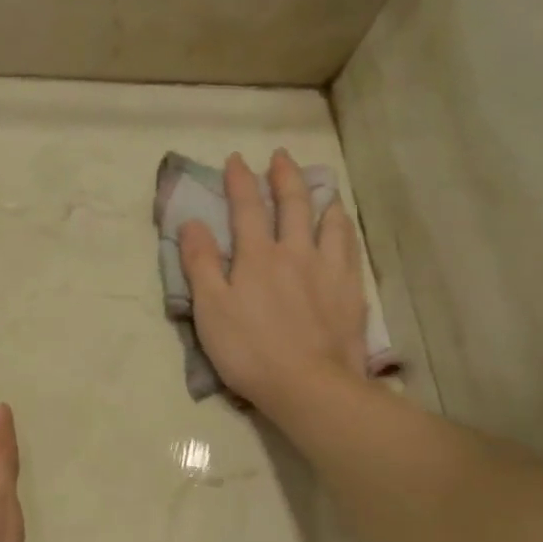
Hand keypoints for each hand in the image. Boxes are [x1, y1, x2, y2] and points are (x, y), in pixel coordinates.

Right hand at [179, 150, 369, 411]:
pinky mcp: (350, 291)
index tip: (236, 159)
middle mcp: (295, 253)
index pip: (246, 208)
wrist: (309, 384)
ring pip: (328, 221)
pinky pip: (349, 248)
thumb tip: (192, 223)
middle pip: (292, 205)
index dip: (239, 182)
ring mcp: (328, 270)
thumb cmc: (249, 351)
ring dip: (320, 197)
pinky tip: (343, 227)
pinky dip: (343, 228)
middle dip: (284, 177)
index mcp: (257, 257)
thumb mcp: (211, 310)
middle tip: (280, 156)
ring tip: (320, 185)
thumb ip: (200, 264)